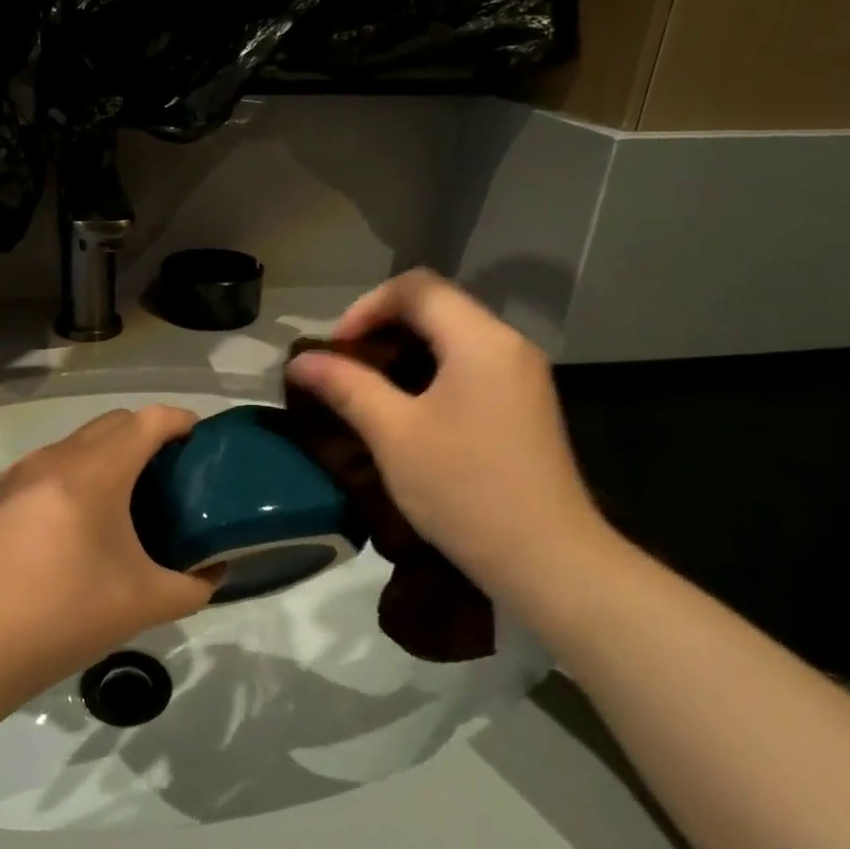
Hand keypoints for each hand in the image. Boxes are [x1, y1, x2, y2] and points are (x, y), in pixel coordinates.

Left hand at [0, 406, 218, 691]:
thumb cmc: (67, 616)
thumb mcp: (146, 604)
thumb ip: (195, 585)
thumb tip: (214, 570)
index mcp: (94, 474)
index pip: (146, 421)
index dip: (179, 421)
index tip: (202, 441)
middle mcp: (56, 458)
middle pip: (114, 422)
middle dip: (149, 433)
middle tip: (174, 470)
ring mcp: (24, 472)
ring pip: (81, 440)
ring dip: (112, 450)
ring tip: (134, 492)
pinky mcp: (3, 492)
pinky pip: (55, 461)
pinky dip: (82, 468)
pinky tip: (88, 513)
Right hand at [285, 269, 617, 610]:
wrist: (548, 561)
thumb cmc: (465, 490)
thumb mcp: (394, 435)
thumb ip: (347, 387)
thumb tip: (301, 360)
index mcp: (480, 340)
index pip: (416, 287)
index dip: (366, 307)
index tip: (336, 350)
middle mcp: (508, 346)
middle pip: (436, 307)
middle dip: (381, 327)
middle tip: (344, 368)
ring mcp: (521, 377)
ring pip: (452, 337)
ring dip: (403, 352)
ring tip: (366, 389)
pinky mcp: (523, 406)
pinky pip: (468, 366)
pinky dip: (429, 373)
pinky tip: (406, 411)